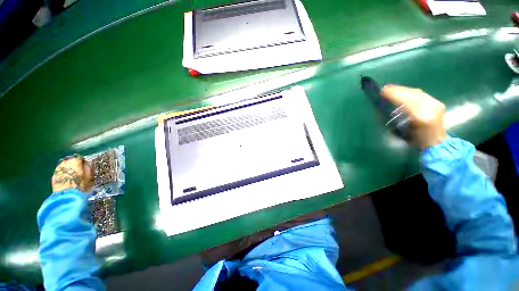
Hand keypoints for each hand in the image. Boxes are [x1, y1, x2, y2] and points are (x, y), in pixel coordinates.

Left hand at [52, 155, 91, 191]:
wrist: (66, 194)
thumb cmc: (80, 184)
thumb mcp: (89, 176)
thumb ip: (88, 168)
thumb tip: (87, 164)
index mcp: (75, 161)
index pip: (79, 157)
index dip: (83, 161)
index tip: (85, 166)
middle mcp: (65, 162)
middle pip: (70, 160)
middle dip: (74, 164)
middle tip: (78, 170)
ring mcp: (58, 168)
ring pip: (64, 165)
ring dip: (68, 168)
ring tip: (71, 174)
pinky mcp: (54, 174)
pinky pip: (60, 171)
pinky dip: (63, 173)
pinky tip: (66, 178)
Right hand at [381, 85, 446, 148]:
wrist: (435, 144)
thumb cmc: (414, 141)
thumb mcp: (400, 132)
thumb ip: (393, 119)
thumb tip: (383, 107)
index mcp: (421, 117)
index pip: (407, 101)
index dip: (395, 94)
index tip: (382, 91)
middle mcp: (431, 108)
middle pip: (413, 94)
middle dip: (398, 90)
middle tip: (385, 88)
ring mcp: (436, 105)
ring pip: (417, 93)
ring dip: (404, 90)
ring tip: (392, 89)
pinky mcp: (437, 104)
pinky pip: (422, 94)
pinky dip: (410, 92)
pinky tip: (404, 93)